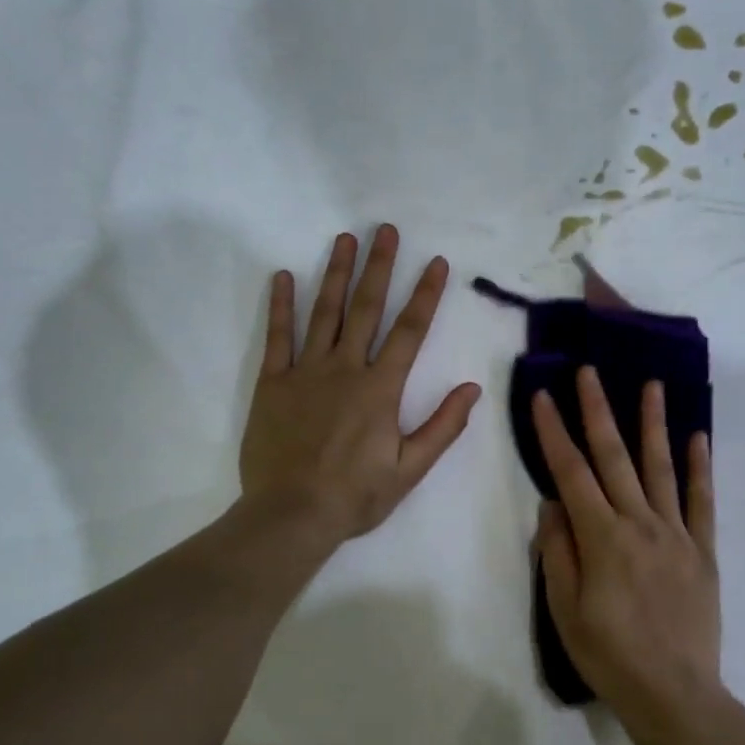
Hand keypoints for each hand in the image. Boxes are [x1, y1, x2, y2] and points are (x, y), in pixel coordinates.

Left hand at [241, 225, 482, 544]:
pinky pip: (277, 336)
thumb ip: (442, 426)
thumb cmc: (355, 495)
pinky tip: (282, 276)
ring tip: (344, 239)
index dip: (425, 294)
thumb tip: (473, 388)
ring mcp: (305, 371)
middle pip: (365, 308)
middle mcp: (345, 368)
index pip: (410, 331)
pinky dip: (280, 305)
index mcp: (380, 388)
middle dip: (379, 267)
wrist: (290, 514)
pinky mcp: (272, 382)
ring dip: (335, 273)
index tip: (435, 262)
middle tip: (384, 230)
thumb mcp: (409, 469)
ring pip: (323, 312)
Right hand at [532, 369, 721, 744]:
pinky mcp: (702, 550)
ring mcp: (676, 534)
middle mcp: (639, 523)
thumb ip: (557, 551)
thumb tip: (551, 503)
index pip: (571, 472)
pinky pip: (702, 501)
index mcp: (601, 537)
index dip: (554, 432)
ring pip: (661, 467)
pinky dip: (700, 467)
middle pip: (614, 457)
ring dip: (653, 423)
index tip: (544, 396)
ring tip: (652, 385)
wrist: (675, 695)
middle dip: (598, 410)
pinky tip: (698, 437)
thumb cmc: (609, 655)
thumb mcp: (564, 610)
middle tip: (590, 371)